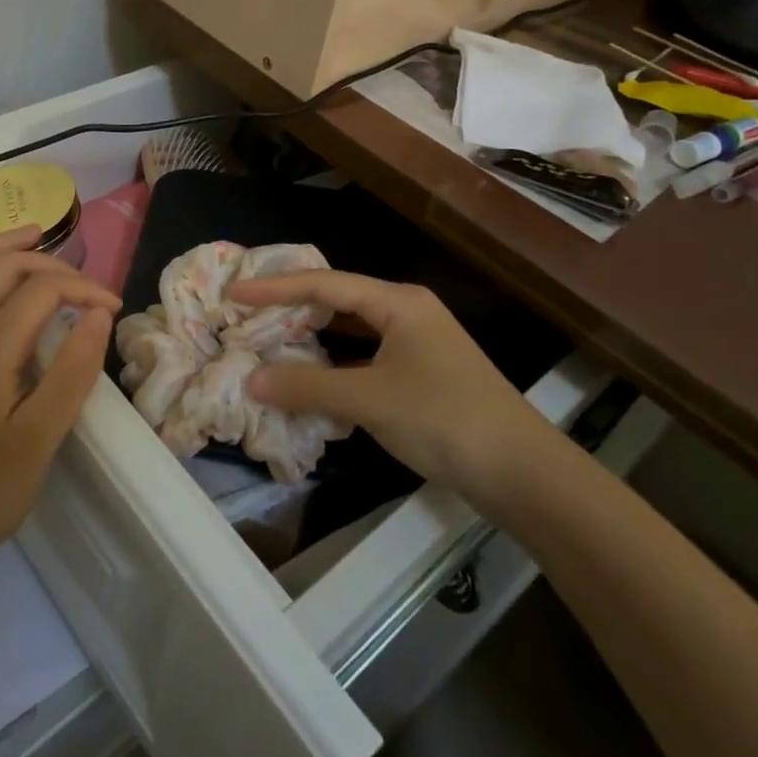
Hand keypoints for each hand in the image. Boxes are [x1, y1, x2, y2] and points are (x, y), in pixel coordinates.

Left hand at [0, 225, 118, 585]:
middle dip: (50, 264)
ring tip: (33, 233)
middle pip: (4, 270)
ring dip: (1, 246)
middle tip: (86, 284)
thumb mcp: (42, 438)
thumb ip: (72, 371)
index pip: (41, 292)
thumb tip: (96, 314)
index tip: (113, 309)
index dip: (83, 290)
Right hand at [228, 270, 564, 525]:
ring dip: (314, 339)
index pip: (324, 285)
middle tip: (248, 317)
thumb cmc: (443, 419)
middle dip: (293, 310)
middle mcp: (407, 312)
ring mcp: (417, 344)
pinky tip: (313, 379)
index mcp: (398, 302)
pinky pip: (366, 357)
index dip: (275, 288)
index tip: (235, 294)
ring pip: (352, 332)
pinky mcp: (422, 374)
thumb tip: (251, 380)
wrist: (522, 472)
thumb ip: (307, 386)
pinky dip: (336, 364)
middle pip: (338, 302)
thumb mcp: (368, 399)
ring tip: (271, 342)